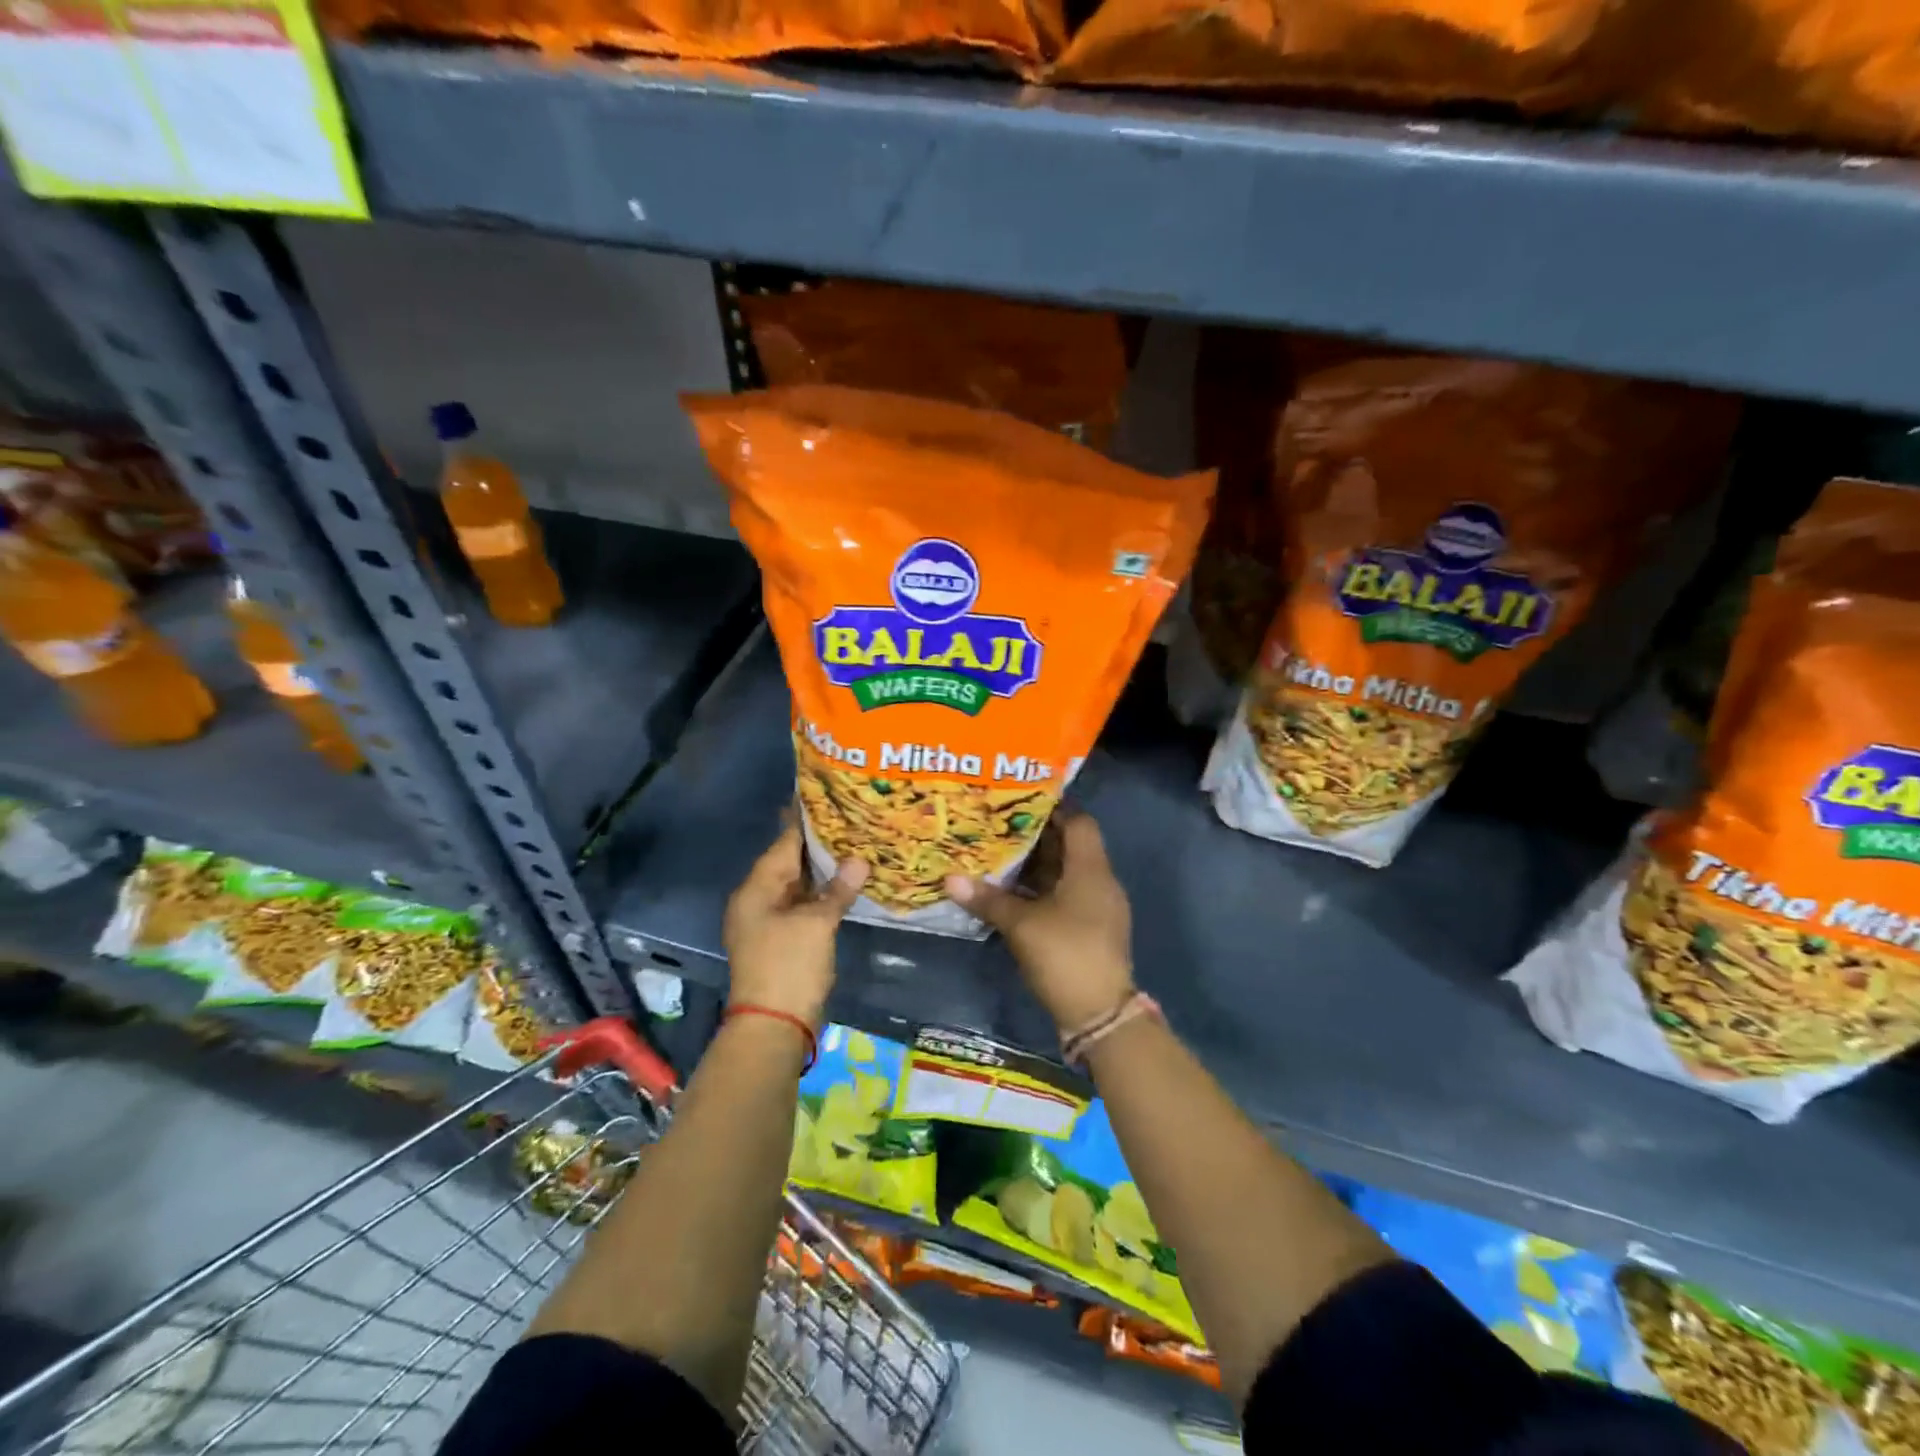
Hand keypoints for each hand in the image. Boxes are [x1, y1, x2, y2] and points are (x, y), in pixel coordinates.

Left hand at [723, 823, 867, 1025]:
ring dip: (821, 870)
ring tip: (852, 843)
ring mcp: (768, 922)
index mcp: (756, 890)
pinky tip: (844, 883)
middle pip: (788, 863)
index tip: (824, 796)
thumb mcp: (816, 924)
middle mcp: (757, 900)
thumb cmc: (789, 966)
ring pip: (797, 886)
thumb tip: (859, 861)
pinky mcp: (782, 940)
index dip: (804, 821)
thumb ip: (838, 890)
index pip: (783, 844)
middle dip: (817, 844)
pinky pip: (802, 906)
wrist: (773, 1026)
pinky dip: (820, 894)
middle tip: (847, 817)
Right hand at [946, 809, 1133, 1033]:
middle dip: (1036, 837)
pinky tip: (1013, 893)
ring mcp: (1098, 908)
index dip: (1053, 808)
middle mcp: (1100, 882)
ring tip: (1000, 855)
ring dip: (1037, 865)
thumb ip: (987, 899)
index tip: (1020, 802)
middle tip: (999, 827)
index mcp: (1091, 869)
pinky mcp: (1091, 930)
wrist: (1099, 1015)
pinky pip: (1066, 896)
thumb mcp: (1021, 924)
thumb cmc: (1064, 954)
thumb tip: (950, 879)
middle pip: (1070, 847)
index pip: (1079, 822)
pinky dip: (1042, 890)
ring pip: (1066, 873)